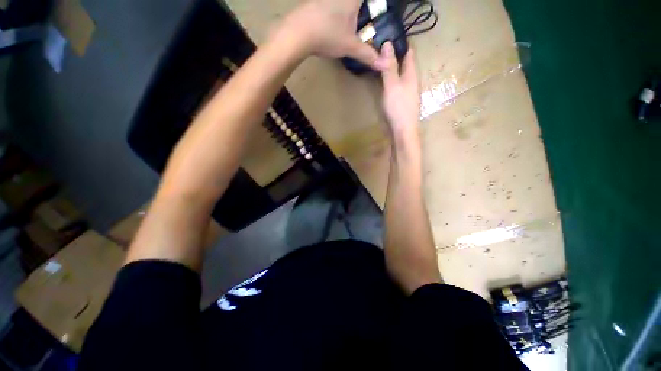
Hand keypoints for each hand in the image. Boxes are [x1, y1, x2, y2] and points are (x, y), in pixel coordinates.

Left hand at [279, 0, 379, 67]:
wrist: (297, 33)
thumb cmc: (327, 35)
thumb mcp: (350, 46)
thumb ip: (368, 54)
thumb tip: (384, 65)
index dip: (376, 5)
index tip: (376, 12)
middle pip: (356, 3)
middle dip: (363, 10)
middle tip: (368, 19)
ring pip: (343, 4)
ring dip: (349, 12)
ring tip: (353, 24)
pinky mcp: (316, 4)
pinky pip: (331, 7)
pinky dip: (336, 14)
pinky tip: (334, 25)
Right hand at [377, 42, 419, 136]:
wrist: (402, 130)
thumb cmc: (398, 107)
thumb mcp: (392, 85)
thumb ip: (389, 66)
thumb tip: (387, 43)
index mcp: (411, 73)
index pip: (408, 52)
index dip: (399, 43)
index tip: (386, 35)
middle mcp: (410, 80)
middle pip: (402, 63)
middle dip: (392, 55)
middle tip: (376, 47)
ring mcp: (405, 91)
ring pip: (397, 74)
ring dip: (388, 67)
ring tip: (376, 60)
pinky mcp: (399, 100)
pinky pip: (393, 85)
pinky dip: (387, 79)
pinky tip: (379, 79)